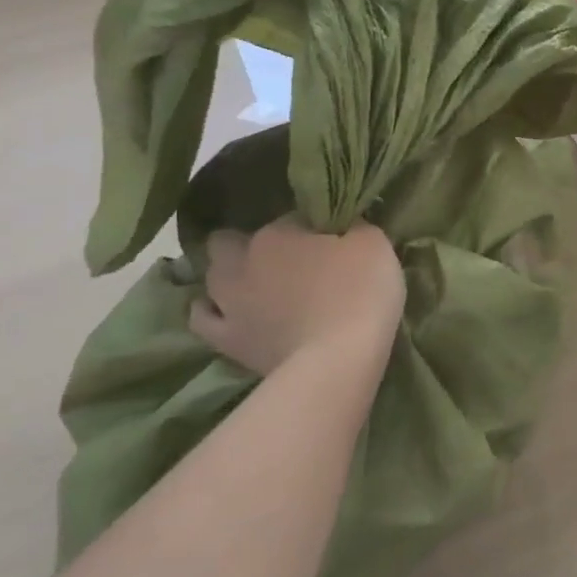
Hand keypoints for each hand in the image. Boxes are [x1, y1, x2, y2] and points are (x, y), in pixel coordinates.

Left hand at [189, 218, 404, 379]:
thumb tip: (344, 224)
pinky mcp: (226, 340)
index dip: (310, 228)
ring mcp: (229, 302)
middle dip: (250, 244)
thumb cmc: (360, 292)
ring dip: (229, 275)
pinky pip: (203, 319)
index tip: (330, 241)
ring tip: (253, 284)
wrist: (338, 358)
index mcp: (279, 233)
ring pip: (212, 277)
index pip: (292, 218)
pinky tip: (227, 312)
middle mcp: (243, 261)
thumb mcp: (374, 243)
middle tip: (284, 258)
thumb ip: (353, 227)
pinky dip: (212, 311)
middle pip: (232, 241)